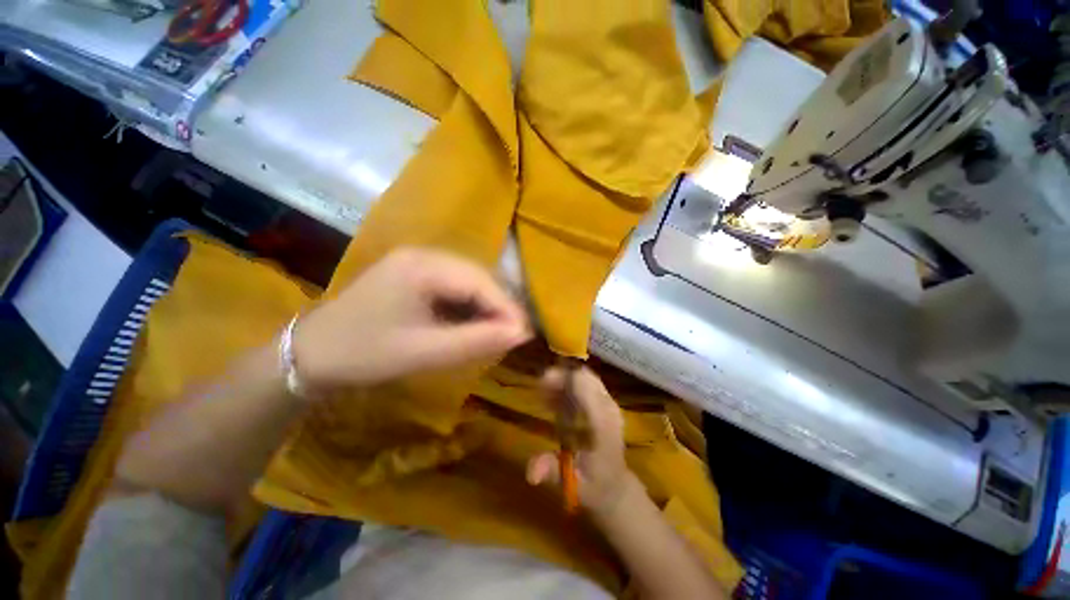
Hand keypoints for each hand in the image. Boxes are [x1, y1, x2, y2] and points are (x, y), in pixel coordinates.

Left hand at [294, 248, 531, 390]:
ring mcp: (419, 262)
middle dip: (499, 306)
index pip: (480, 282)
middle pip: (478, 276)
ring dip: (487, 306)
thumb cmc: (365, 353)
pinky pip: (456, 285)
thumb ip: (476, 341)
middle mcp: (424, 254)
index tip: (525, 335)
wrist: (312, 353)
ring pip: (470, 280)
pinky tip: (474, 323)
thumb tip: (521, 334)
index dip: (507, 308)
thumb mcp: (425, 352)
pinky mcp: (416, 273)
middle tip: (513, 335)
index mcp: (422, 266)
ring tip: (498, 331)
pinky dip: (470, 305)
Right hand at [526, 367, 638, 515]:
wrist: (616, 488)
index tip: (542, 383)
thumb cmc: (595, 486)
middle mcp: (609, 409)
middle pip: (586, 377)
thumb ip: (553, 472)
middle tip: (540, 387)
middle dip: (562, 376)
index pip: (587, 387)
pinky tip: (553, 399)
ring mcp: (608, 405)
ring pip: (586, 378)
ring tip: (544, 393)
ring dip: (564, 380)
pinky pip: (586, 385)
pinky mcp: (604, 406)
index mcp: (603, 424)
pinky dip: (569, 386)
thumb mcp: (573, 484)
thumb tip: (530, 472)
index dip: (565, 379)